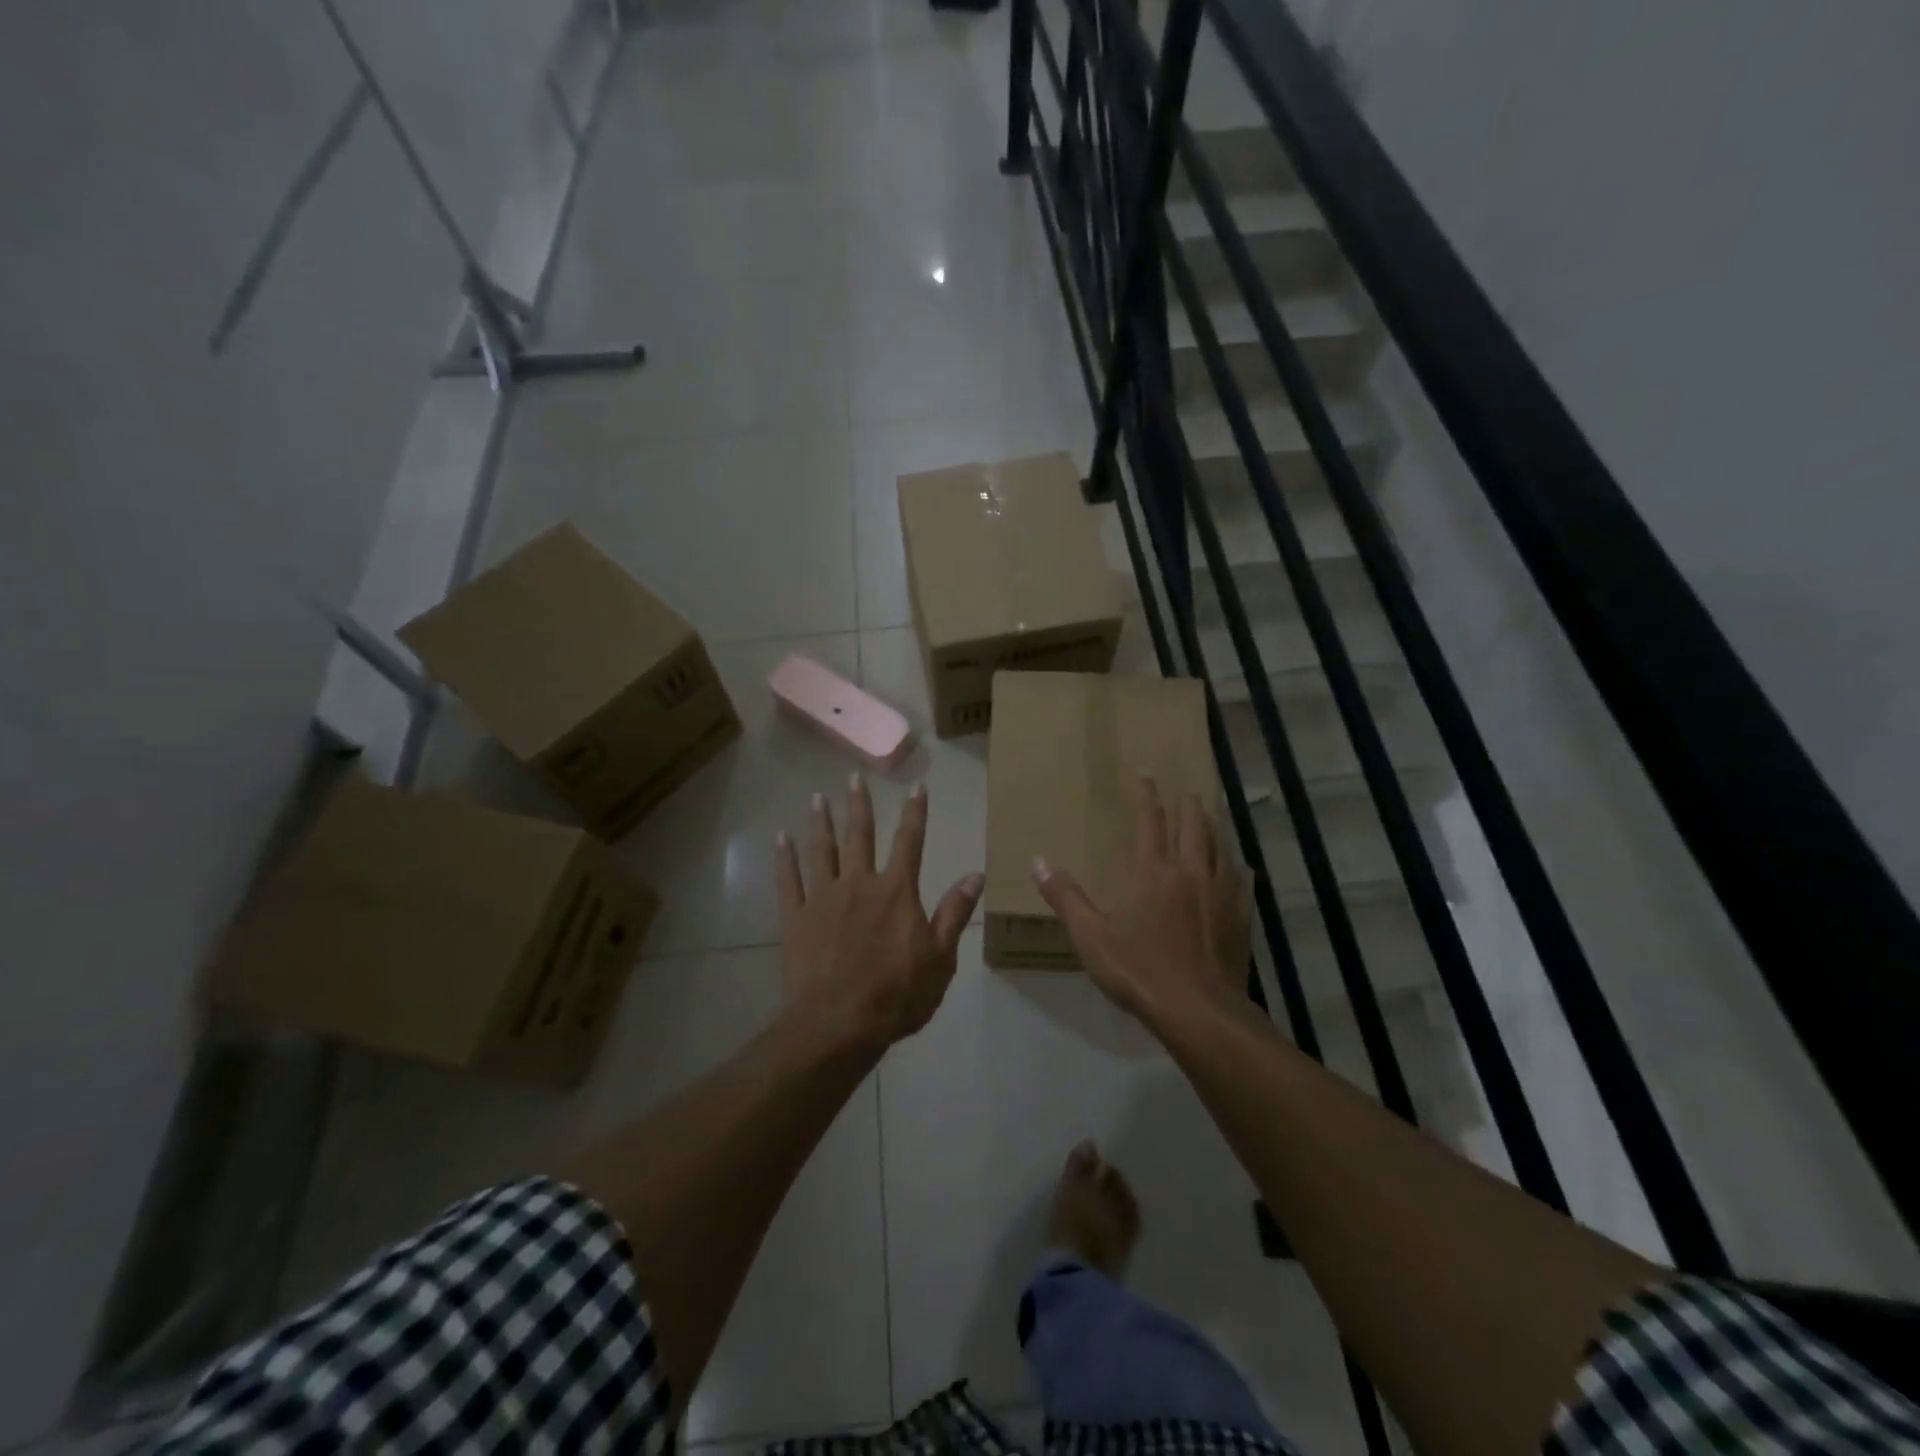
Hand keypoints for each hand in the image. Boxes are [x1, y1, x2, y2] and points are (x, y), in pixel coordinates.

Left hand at [775, 776, 983, 1047]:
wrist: (838, 1024)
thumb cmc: (897, 994)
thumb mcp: (940, 958)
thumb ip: (954, 913)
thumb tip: (975, 874)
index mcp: (896, 891)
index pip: (910, 841)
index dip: (915, 812)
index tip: (917, 786)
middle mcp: (859, 883)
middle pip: (859, 835)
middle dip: (860, 805)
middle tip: (853, 777)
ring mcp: (823, 898)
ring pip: (821, 850)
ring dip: (820, 822)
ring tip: (817, 797)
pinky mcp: (795, 917)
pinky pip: (787, 880)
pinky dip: (783, 858)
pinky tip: (779, 838)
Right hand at [1032, 780, 1250, 1027]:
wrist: (1199, 1011)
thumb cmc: (1140, 971)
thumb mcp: (1091, 937)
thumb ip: (1065, 897)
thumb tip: (1038, 862)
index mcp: (1154, 872)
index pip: (1151, 822)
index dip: (1148, 797)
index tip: (1146, 777)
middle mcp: (1191, 872)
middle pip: (1193, 826)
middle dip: (1187, 805)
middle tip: (1184, 792)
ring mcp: (1221, 893)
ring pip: (1219, 847)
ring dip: (1211, 827)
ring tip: (1207, 817)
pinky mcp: (1240, 917)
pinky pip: (1240, 880)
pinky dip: (1235, 866)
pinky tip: (1238, 867)